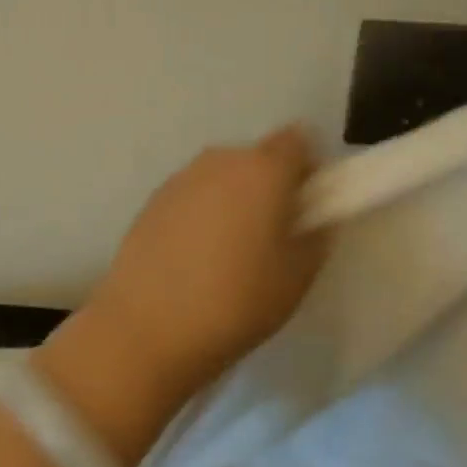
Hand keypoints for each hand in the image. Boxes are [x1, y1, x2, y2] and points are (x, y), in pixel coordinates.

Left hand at [81, 126, 328, 401]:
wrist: (149, 325)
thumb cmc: (237, 301)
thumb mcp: (297, 276)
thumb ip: (317, 234)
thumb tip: (316, 216)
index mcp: (263, 170)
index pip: (297, 140)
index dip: (307, 167)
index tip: (308, 203)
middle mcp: (220, 160)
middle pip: (257, 158)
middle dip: (270, 185)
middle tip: (273, 232)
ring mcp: (181, 177)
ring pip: (222, 176)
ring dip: (233, 197)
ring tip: (230, 249)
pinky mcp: (153, 199)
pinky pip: (193, 194)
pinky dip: (202, 211)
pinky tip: (195, 255)